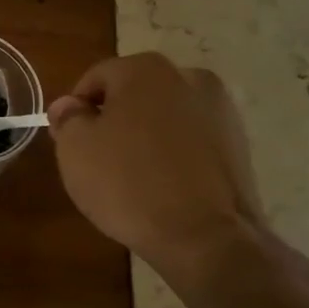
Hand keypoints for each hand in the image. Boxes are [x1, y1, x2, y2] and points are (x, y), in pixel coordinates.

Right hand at [48, 53, 269, 286]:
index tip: (71, 142)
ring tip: (134, 177)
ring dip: (146, 136)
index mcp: (145, 69)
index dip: (77, 110)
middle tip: (98, 159)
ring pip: (165, 117)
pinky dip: (174, 155)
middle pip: (134, 93)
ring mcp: (221, 110)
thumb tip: (70, 106)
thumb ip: (67, 118)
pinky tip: (164, 187)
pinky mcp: (240, 145)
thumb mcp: (75, 149)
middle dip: (114, 120)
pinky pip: (191, 141)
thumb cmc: (129, 184)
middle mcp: (188, 77)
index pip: (95, 79)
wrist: (206, 238)